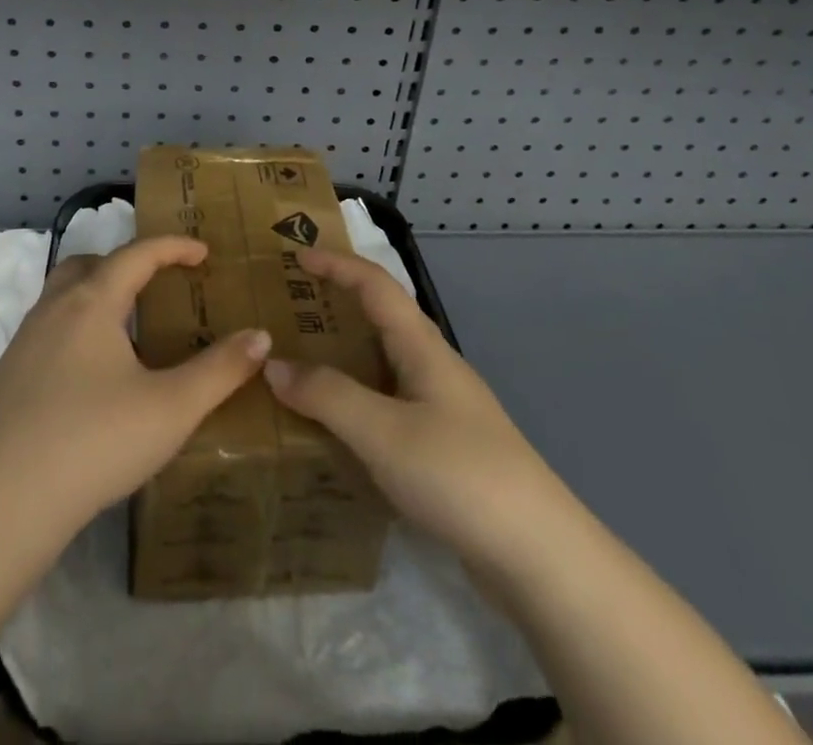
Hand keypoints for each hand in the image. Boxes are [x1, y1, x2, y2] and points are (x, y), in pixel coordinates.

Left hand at [0, 236, 272, 540]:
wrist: (2, 504)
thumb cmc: (95, 442)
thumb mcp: (172, 409)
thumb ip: (220, 370)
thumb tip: (260, 337)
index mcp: (91, 303)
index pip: (136, 254)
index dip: (173, 247)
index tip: (203, 253)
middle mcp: (53, 310)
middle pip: (89, 264)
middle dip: (126, 264)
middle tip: (158, 286)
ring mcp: (23, 343)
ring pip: (62, 297)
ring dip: (97, 296)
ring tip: (128, 332)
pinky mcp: (6, 377)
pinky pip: (47, 331)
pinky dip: (76, 330)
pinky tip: (92, 378)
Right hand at [263, 247, 553, 558]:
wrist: (540, 556)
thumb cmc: (458, 474)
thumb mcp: (382, 432)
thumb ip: (326, 394)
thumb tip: (273, 364)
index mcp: (422, 347)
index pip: (375, 285)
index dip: (337, 265)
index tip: (296, 257)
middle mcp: (433, 367)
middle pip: (381, 318)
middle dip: (337, 305)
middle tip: (290, 309)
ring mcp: (443, 408)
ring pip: (384, 364)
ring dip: (344, 355)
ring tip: (300, 362)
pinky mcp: (445, 447)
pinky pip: (389, 403)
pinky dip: (356, 398)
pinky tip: (335, 425)